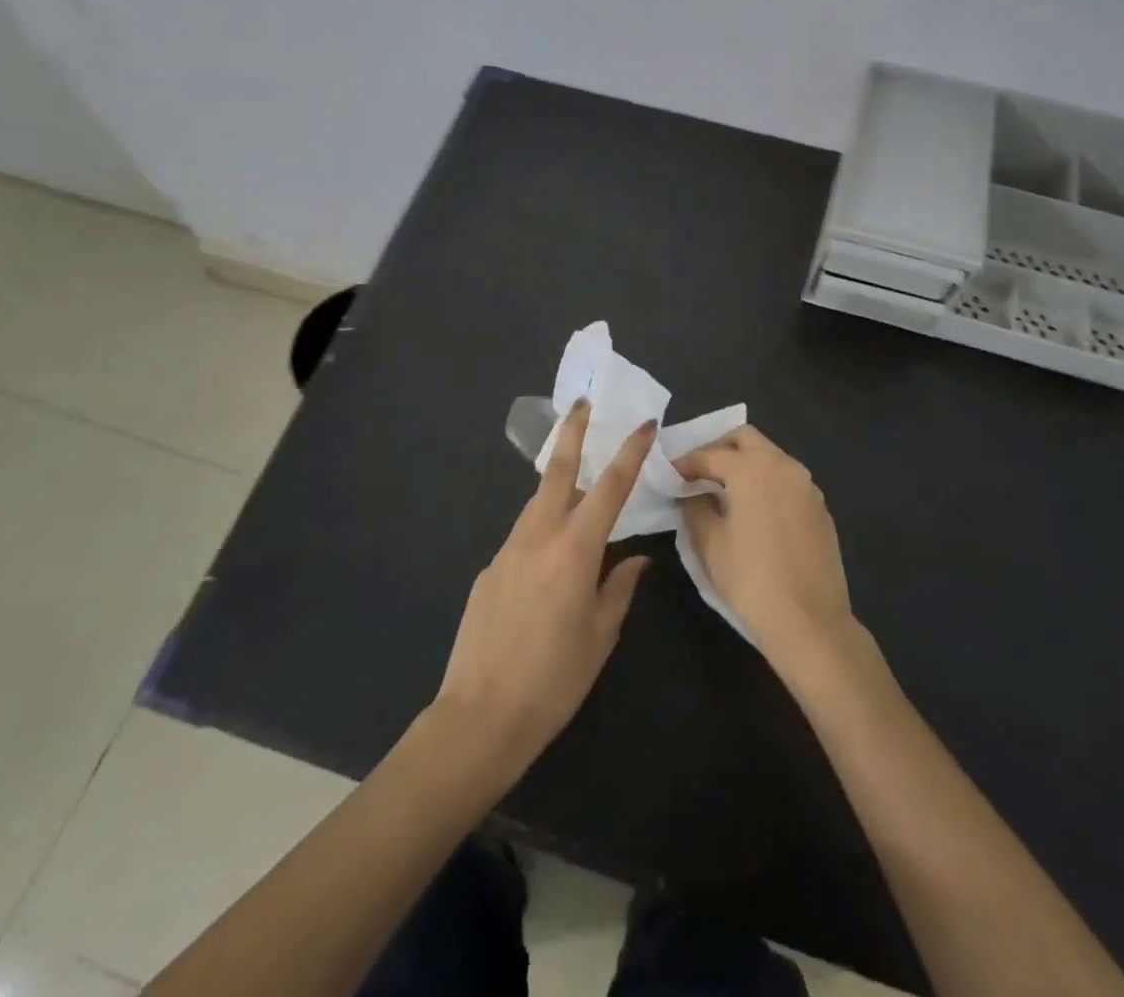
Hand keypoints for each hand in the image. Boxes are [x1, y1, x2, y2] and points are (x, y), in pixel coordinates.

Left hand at [434, 401, 652, 778]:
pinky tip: (551, 558)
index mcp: (573, 552)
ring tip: (579, 482)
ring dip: (559, 484)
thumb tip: (636, 558)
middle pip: (556, 471)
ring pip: (537, 502)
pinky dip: (542, 528)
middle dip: (572, 433)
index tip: (644, 425)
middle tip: (583, 404)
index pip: (609, 488)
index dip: (629, 453)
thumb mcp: (599, 636)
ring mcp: (506, 551)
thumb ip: (620, 588)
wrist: (479, 718)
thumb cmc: (553, 681)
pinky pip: (523, 536)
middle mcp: (537, 537)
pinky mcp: (488, 570)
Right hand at [674, 426, 854, 667]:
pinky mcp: (819, 507)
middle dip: (718, 449)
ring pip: (769, 456)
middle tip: (697, 472)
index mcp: (752, 468)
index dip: (684, 463)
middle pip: (745, 439)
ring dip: (744, 463)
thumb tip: (690, 494)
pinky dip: (765, 482)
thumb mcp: (710, 543)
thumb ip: (694, 507)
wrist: (810, 622)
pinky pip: (786, 479)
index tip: (668, 474)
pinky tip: (752, 510)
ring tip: (722, 490)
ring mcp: (806, 485)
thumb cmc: (751, 579)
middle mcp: (782, 465)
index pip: (709, 454)